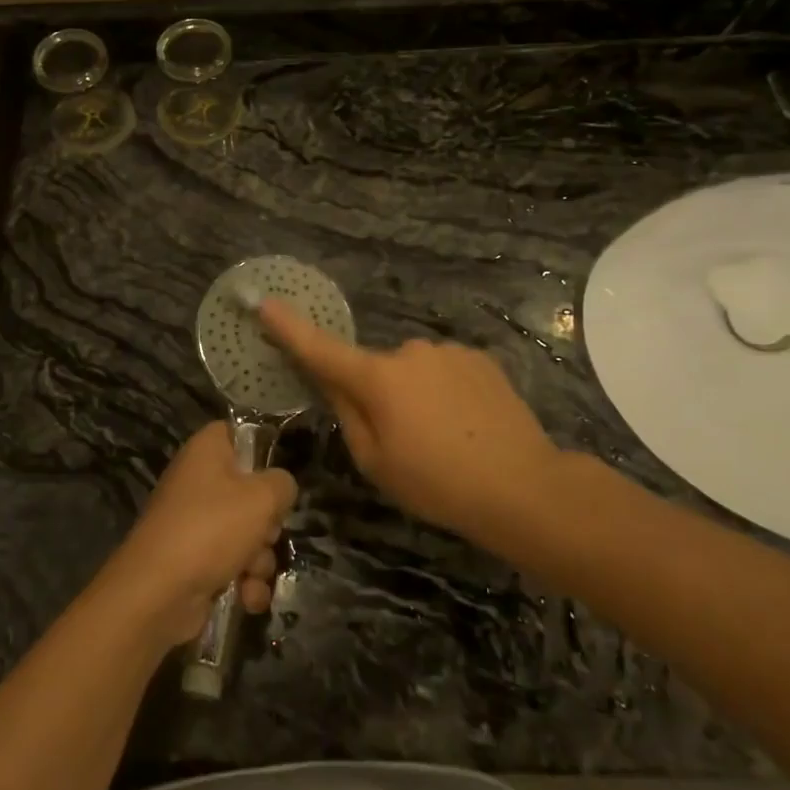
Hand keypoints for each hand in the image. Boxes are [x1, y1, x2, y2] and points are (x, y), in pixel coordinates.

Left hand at [98, 421, 296, 646]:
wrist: (157, 593)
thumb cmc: (211, 529)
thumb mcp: (261, 498)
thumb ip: (282, 484)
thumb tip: (281, 487)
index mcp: (207, 450)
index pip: (240, 433)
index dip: (263, 452)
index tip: (278, 477)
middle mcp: (199, 481)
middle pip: (251, 491)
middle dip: (267, 522)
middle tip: (266, 532)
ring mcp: (196, 523)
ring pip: (247, 533)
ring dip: (259, 559)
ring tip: (251, 573)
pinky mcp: (195, 560)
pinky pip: (234, 565)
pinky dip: (244, 582)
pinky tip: (246, 596)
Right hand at [258, 300, 569, 539]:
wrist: (525, 488)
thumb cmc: (437, 484)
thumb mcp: (376, 462)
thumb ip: (347, 414)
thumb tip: (332, 382)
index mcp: (377, 379)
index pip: (321, 349)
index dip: (289, 328)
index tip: (265, 302)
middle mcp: (409, 352)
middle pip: (376, 369)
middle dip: (379, 394)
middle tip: (404, 440)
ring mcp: (448, 352)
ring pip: (413, 371)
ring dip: (417, 394)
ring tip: (446, 437)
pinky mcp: (480, 358)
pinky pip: (445, 371)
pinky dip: (446, 392)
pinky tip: (469, 425)